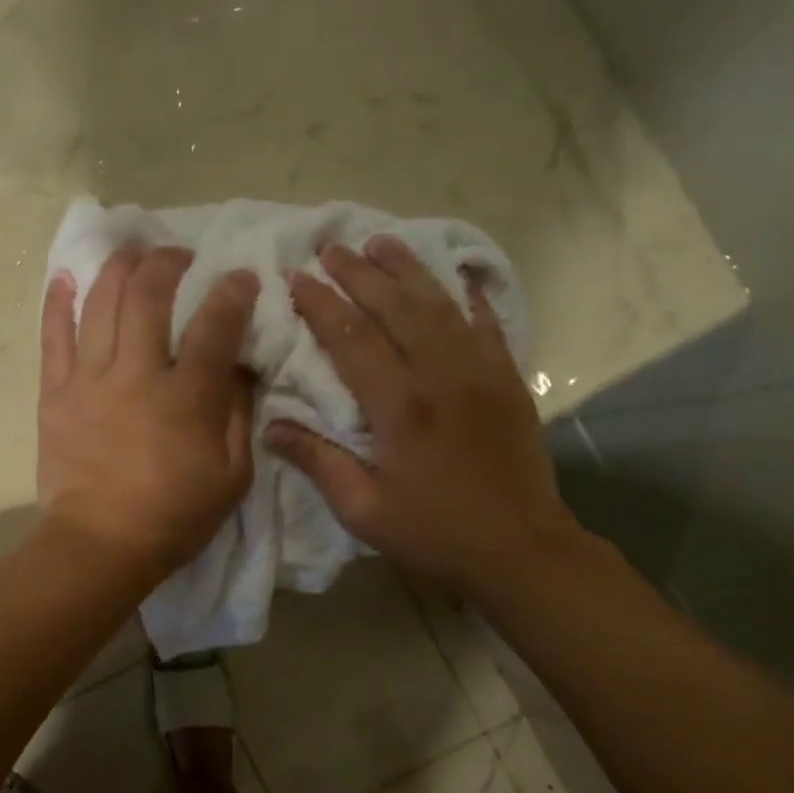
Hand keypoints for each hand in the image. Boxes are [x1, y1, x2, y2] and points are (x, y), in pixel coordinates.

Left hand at [37, 244, 258, 581]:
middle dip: (166, 263)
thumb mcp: (232, 476)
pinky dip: (59, 302)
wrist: (100, 545)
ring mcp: (89, 381)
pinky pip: (53, 337)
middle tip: (178, 254)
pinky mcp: (55, 393)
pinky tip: (66, 276)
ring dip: (118, 267)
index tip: (242, 275)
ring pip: (100, 305)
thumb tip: (242, 368)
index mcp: (185, 397)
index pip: (214, 326)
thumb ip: (239, 415)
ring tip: (131, 251)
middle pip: (147, 297)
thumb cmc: (174, 516)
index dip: (232, 293)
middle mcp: (136, 375)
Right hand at [269, 236, 580, 597]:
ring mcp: (482, 374)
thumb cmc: (434, 533)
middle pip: (397, 308)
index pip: (353, 339)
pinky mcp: (509, 380)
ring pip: (440, 305)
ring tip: (380, 241)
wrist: (522, 550)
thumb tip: (271, 427)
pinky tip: (453, 276)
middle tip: (331, 246)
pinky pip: (487, 324)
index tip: (296, 277)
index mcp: (401, 408)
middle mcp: (442, 377)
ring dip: (408, 270)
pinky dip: (468, 296)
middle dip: (360, 273)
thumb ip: (318, 462)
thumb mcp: (363, 510)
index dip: (321, 304)